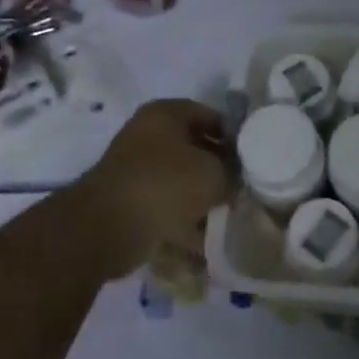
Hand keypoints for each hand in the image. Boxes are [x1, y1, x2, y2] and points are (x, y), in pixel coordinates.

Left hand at [69, 99, 234, 278]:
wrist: (106, 228)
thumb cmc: (164, 185)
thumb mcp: (213, 173)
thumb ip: (232, 172)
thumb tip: (236, 179)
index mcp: (165, 114)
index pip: (209, 115)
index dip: (234, 135)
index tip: (253, 158)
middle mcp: (147, 136)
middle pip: (194, 150)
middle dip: (218, 171)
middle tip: (243, 190)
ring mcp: (135, 171)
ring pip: (180, 183)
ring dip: (201, 201)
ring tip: (228, 219)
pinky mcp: (129, 205)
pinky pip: (164, 211)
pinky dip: (182, 225)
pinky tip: (205, 245)